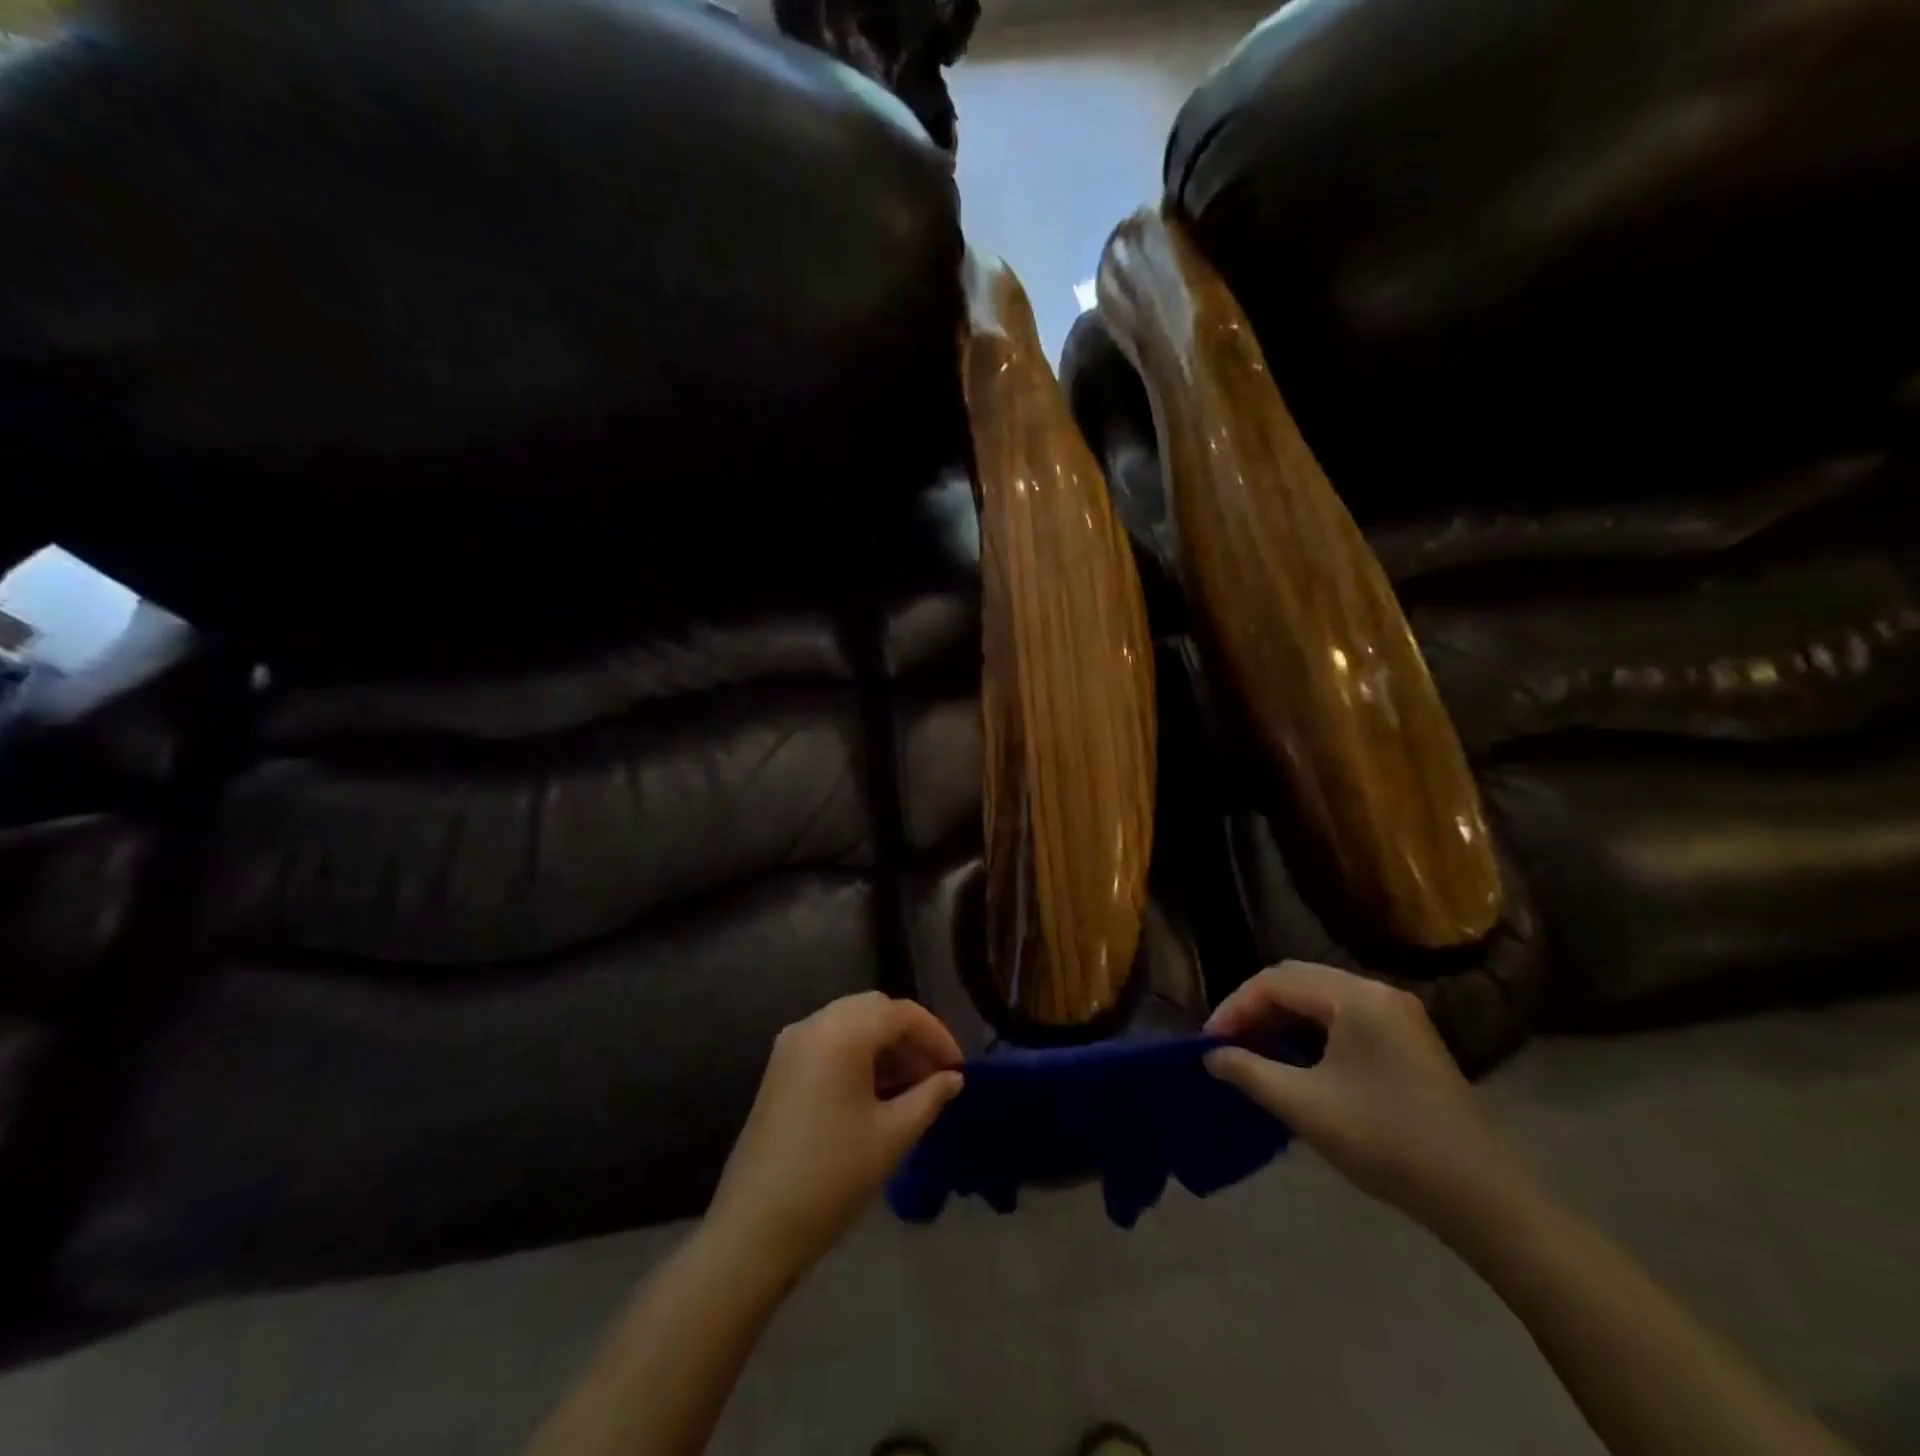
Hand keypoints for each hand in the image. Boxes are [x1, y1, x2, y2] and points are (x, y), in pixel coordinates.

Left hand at [705, 992, 963, 1280]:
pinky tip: (876, 1091)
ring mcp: (791, 1045)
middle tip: (937, 1073)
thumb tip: (953, 1078)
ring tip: (912, 1085)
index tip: (958, 1068)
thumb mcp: (893, 1136)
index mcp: (841, 1032)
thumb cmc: (832, 1177)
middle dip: (910, 1035)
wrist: (754, 1228)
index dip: (936, 1035)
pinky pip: (829, 1041)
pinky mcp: (780, 1068)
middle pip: (874, 1009)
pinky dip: (858, 1054)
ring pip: (850, 1023)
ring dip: (884, 1044)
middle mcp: (813, 1025)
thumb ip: (929, 1097)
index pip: (900, 1013)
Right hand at [1205, 962, 1535, 1235]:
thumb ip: (1250, 1071)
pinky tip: (1296, 1061)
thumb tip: (1212, 1056)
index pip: (1276, 981)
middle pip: (1297, 981)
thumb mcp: (1306, 1107)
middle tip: (1227, 1043)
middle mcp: (1376, 992)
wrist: (1483, 1198)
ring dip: (1282, 1019)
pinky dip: (1310, 1031)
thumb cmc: (1387, 1141)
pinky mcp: (1407, 1040)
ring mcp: (1397, 1015)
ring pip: (1320, 999)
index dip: (1235, 1007)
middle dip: (1256, 1008)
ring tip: (1254, 1052)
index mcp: (1355, 997)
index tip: (1210, 1042)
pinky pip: (1343, 1018)